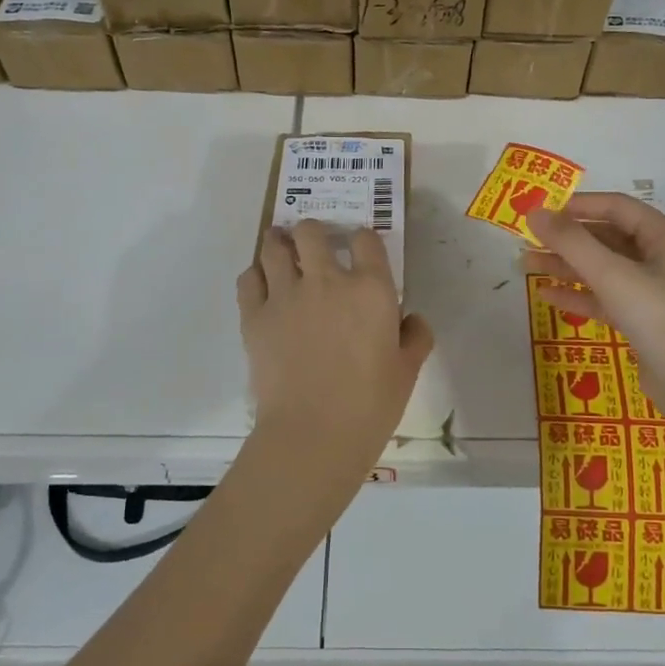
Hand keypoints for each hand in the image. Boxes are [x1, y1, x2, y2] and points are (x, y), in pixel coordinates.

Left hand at [235, 222, 433, 515]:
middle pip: (311, 231)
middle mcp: (326, 280)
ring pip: (274, 247)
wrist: (314, 434)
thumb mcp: (408, 371)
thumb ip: (416, 337)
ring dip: (279, 244)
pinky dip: (255, 276)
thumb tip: (412, 319)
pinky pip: (248, 278)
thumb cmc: (370, 405)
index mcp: (370, 289)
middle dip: (313, 233)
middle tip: (314, 247)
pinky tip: (263, 287)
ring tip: (282, 251)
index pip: (365, 239)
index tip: (360, 251)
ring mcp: (286, 295)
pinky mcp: (254, 316)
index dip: (363, 240)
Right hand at [525, 194, 664, 427]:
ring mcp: (652, 293)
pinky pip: (604, 299)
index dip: (577, 205)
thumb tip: (534, 212)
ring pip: (602, 270)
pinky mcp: (642, 322)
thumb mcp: (614, 275)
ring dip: (566, 266)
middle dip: (566, 238)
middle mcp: (660, 259)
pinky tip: (547, 295)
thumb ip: (572, 242)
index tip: (539, 210)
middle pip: (606, 238)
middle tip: (525, 239)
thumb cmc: (663, 319)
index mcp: (664, 237)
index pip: (616, 207)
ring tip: (526, 265)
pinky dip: (578, 295)